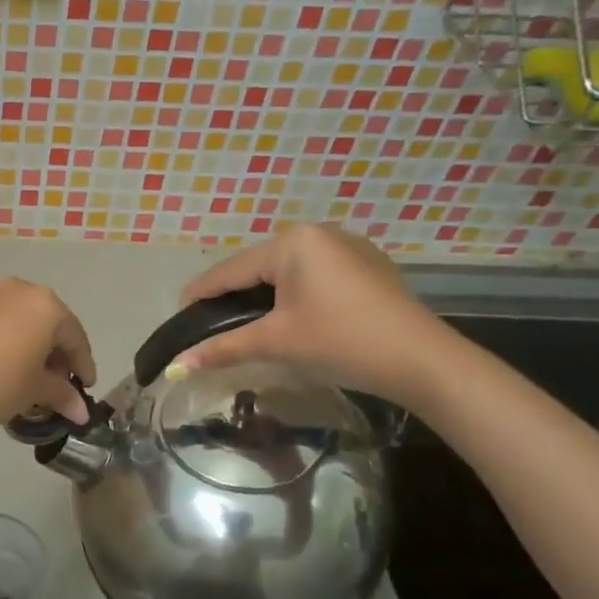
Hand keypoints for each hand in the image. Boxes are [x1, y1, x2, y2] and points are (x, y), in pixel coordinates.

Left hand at [0, 279, 96, 446]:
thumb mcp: (33, 392)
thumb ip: (61, 395)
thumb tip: (81, 411)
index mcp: (45, 305)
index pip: (75, 338)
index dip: (83, 367)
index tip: (86, 389)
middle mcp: (19, 292)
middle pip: (50, 326)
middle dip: (57, 358)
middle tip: (60, 389)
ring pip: (24, 325)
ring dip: (33, 352)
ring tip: (32, 385)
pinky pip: (0, 327)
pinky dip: (11, 346)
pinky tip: (6, 373)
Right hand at [175, 224, 456, 407]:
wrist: (422, 361)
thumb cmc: (341, 342)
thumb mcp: (276, 342)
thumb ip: (223, 347)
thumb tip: (176, 366)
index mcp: (292, 242)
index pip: (230, 270)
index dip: (199, 295)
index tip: (177, 316)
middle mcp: (318, 233)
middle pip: (256, 267)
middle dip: (232, 296)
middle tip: (210, 327)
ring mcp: (346, 246)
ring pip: (285, 271)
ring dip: (262, 296)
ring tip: (244, 325)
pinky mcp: (365, 264)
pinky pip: (312, 275)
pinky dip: (292, 294)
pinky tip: (289, 318)